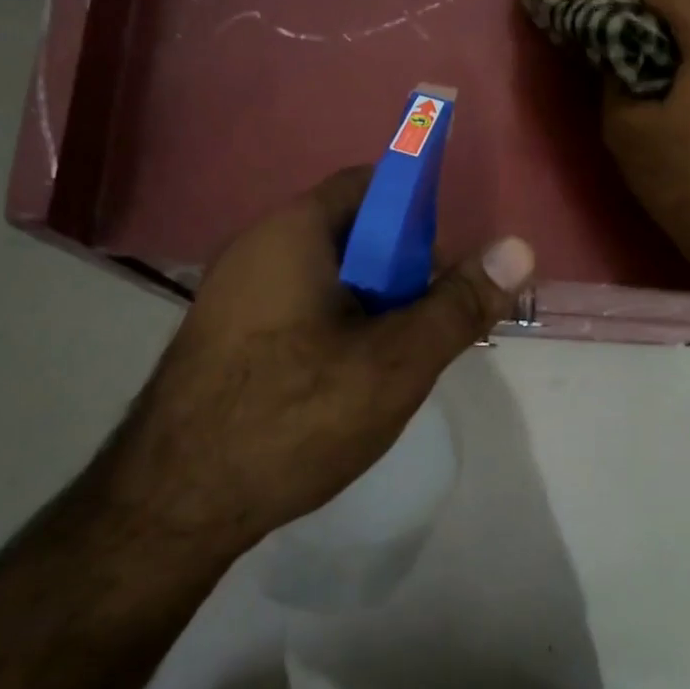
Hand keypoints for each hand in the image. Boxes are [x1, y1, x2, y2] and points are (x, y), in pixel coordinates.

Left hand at [105, 168, 534, 559]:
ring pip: (324, 275)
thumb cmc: (293, 416)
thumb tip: (519, 247)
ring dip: (369, 304)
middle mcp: (255, 246)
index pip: (369, 184)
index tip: (444, 267)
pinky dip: (332, 326)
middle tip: (427, 325)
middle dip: (399, 269)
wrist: (170, 505)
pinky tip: (343, 383)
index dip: (418, 213)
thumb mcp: (395, 362)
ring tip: (392, 361)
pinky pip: (293, 306)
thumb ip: (459, 303)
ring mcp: (231, 292)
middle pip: (349, 231)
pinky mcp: (222, 335)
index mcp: (292, 231)